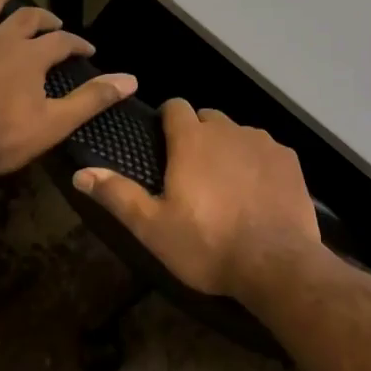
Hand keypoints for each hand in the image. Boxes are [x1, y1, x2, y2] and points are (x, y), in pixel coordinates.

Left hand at [0, 0, 136, 177]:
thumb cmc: (0, 136)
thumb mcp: (54, 123)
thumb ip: (92, 99)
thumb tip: (131, 79)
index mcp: (31, 56)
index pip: (62, 41)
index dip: (77, 44)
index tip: (89, 51)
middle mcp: (0, 41)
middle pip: (26, 20)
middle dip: (44, 19)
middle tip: (53, 23)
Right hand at [72, 99, 320, 296]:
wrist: (276, 263)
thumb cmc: (207, 244)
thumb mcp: (153, 227)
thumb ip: (118, 195)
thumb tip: (81, 172)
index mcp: (192, 140)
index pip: (175, 107)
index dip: (167, 119)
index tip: (164, 142)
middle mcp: (228, 129)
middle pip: (208, 118)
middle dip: (198, 135)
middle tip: (192, 172)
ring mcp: (262, 141)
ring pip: (238, 133)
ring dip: (229, 148)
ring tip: (227, 185)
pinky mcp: (289, 158)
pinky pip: (266, 150)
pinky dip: (258, 163)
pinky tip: (258, 193)